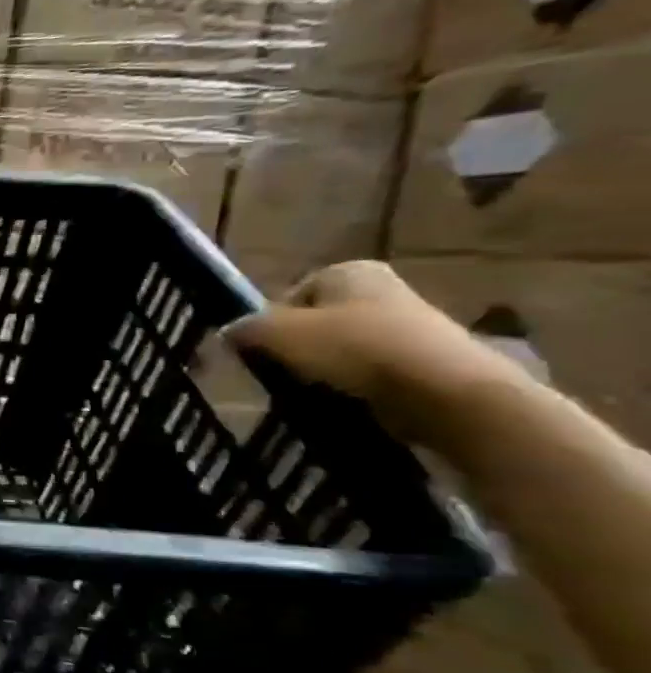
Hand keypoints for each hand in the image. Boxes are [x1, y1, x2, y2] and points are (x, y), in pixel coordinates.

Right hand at [226, 261, 516, 444]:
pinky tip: (346, 402)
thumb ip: (247, 329)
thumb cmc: (356, 349)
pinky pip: (370, 372)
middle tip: (283, 374)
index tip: (263, 352)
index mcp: (348, 270)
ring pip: (341, 349)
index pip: (289, 295)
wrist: (445, 393)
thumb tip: (227, 332)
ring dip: (324, 369)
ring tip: (313, 392)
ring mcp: (408, 325)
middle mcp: (381, 289)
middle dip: (297, 348)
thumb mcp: (280, 334)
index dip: (269, 324)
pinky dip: (353, 387)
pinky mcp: (423, 361)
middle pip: (315, 322)